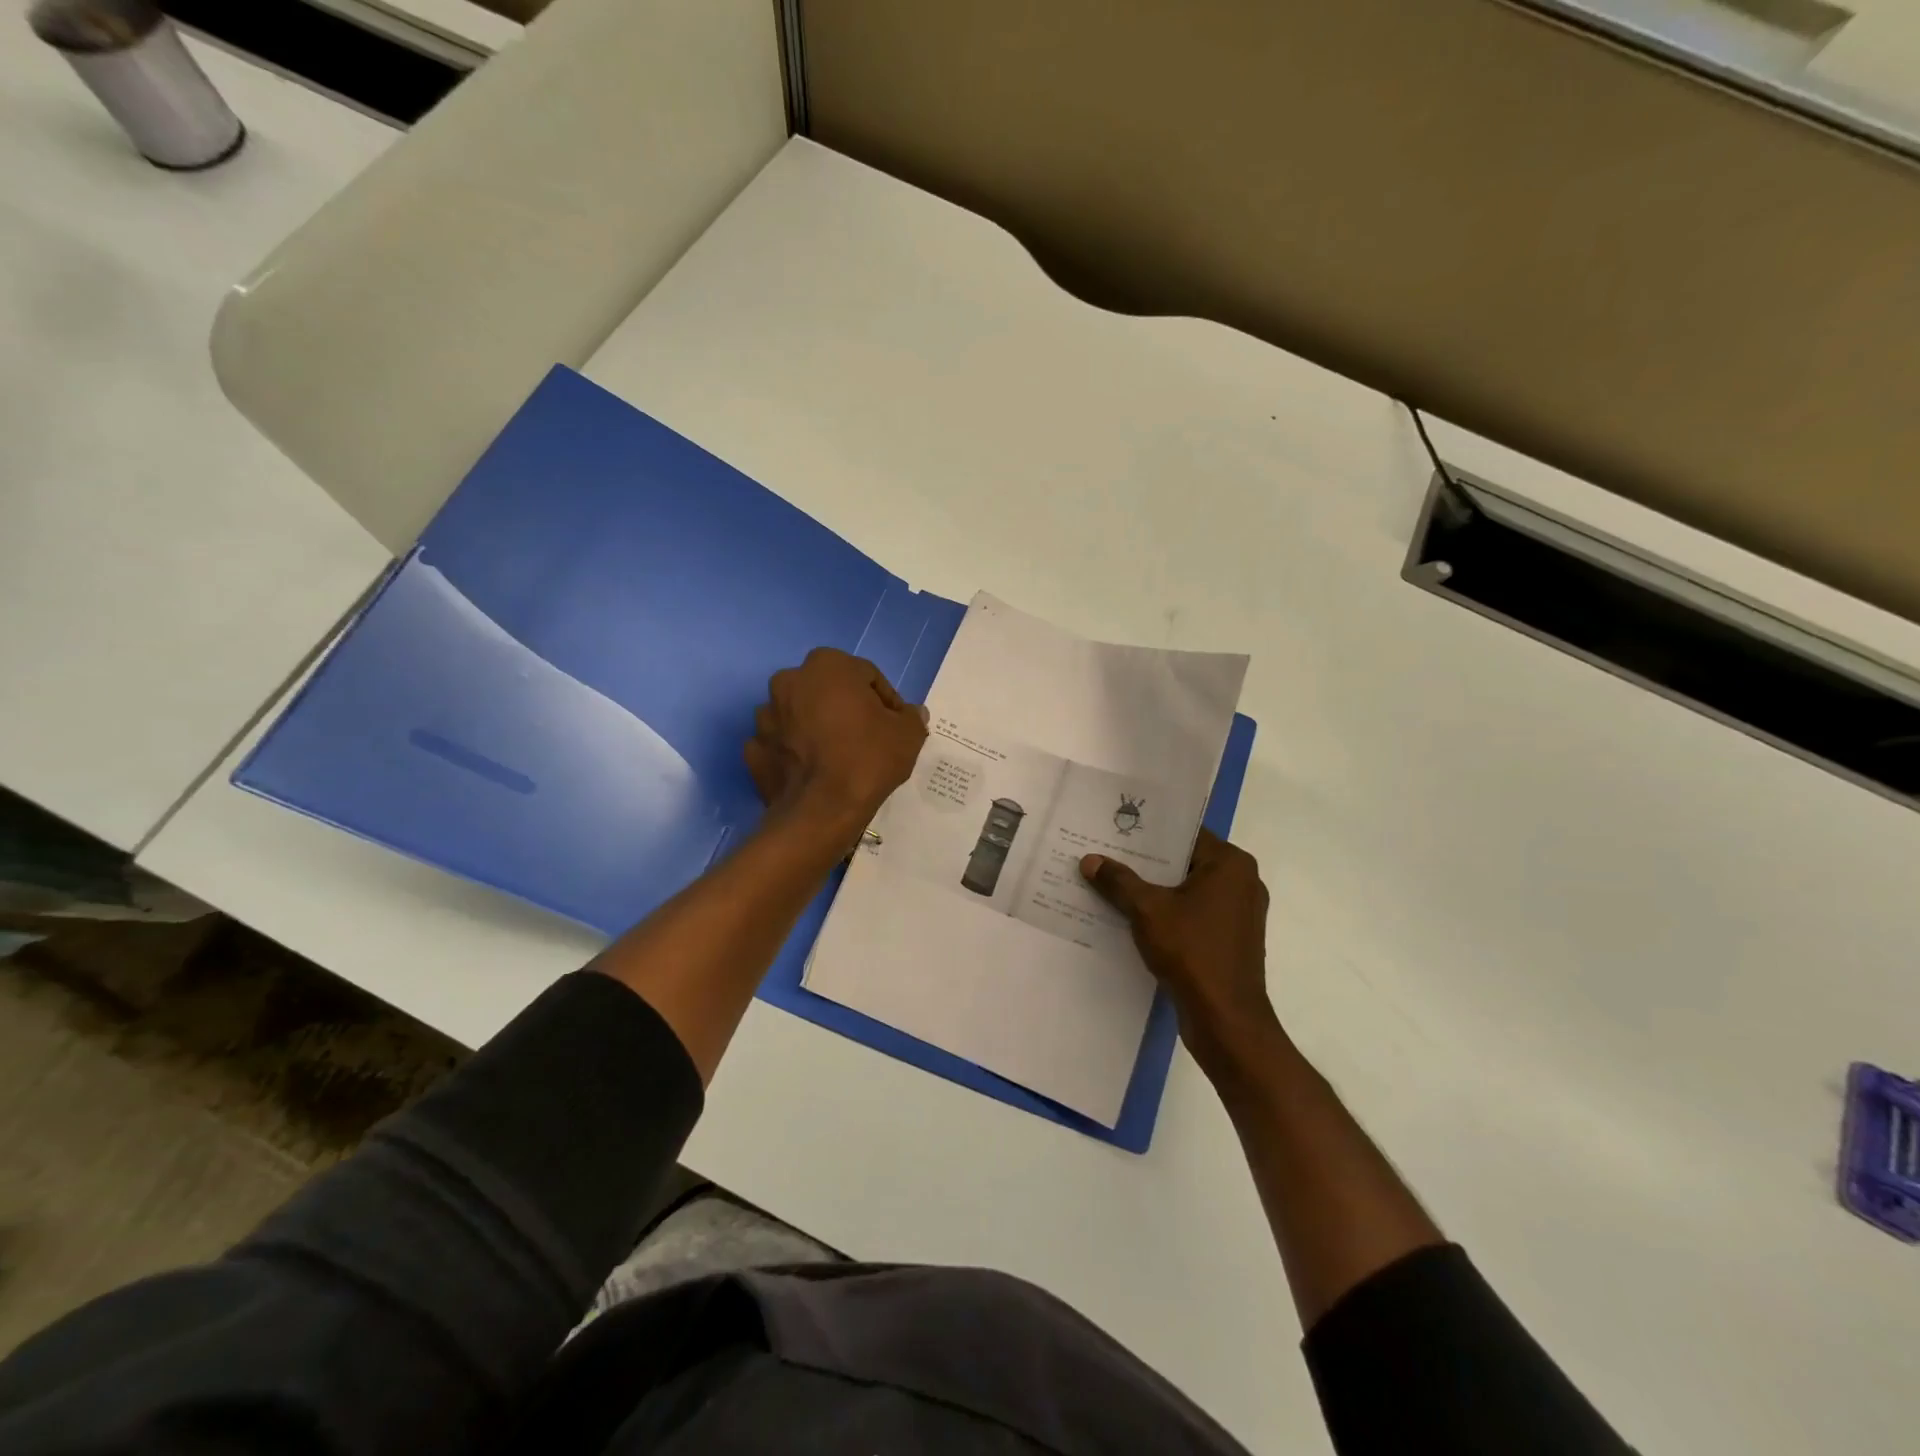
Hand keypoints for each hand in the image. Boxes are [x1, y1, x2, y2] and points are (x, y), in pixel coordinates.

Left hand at [745, 648, 927, 841]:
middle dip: (847, 708)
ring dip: (817, 727)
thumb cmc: (868, 758)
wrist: (822, 810)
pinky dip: (795, 752)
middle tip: (867, 738)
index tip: (895, 726)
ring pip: (801, 715)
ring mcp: (766, 716)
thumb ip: (911, 717)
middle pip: (828, 691)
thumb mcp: (908, 735)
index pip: (866, 676)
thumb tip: (913, 713)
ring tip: (838, 756)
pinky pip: (782, 743)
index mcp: (827, 665)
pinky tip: (814, 771)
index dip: (885, 701)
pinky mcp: (754, 749)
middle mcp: (789, 681)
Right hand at [1081, 830, 1279, 1078]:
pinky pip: (1193, 914)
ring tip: (1110, 884)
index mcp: (1230, 864)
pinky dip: (1166, 914)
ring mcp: (1238, 914)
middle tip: (1104, 854)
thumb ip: (1118, 881)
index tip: (1115, 829)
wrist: (1226, 1020)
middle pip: (1184, 861)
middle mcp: (1241, 882)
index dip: (1148, 832)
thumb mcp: (1147, 911)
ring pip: (1187, 890)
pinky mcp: (1230, 940)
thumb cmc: (1192, 952)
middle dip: (1145, 863)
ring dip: (1153, 890)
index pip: (1184, 834)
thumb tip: (1090, 860)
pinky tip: (1131, 918)